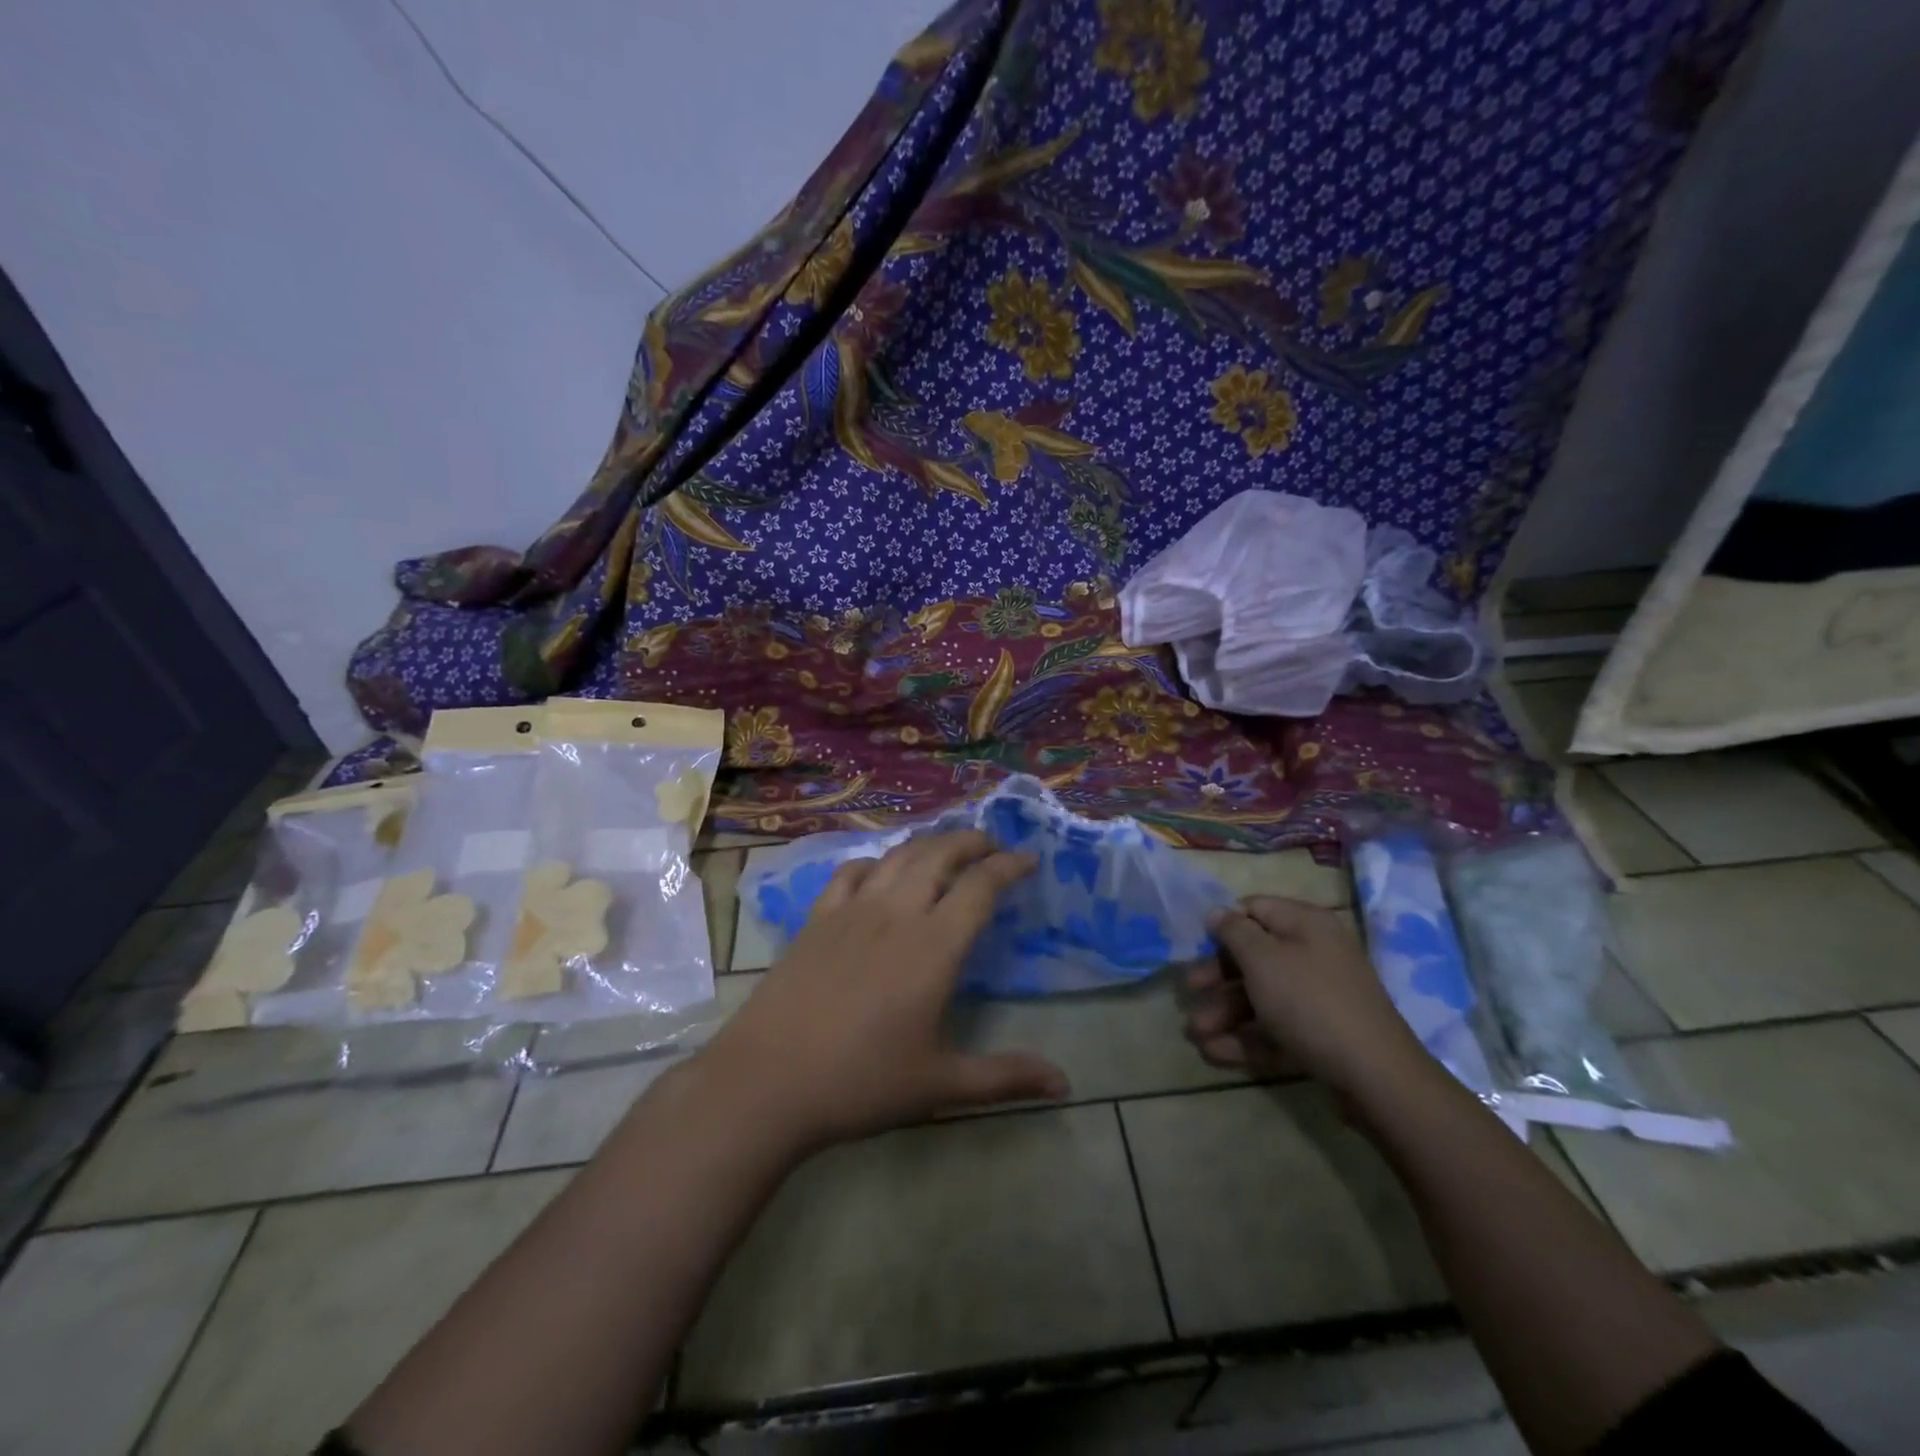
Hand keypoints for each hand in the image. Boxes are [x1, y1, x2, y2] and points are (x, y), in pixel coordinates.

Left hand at [697, 831, 1069, 1150]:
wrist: (768, 1081)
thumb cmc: (861, 1082)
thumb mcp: (940, 1084)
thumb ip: (1005, 1077)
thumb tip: (1064, 1083)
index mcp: (934, 946)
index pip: (980, 886)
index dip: (1009, 866)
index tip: (1029, 859)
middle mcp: (896, 914)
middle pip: (940, 855)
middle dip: (972, 842)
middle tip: (992, 846)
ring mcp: (852, 911)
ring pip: (898, 857)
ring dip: (929, 843)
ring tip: (946, 849)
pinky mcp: (817, 919)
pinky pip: (851, 873)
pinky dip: (875, 862)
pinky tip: (881, 873)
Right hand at [1184, 896, 1430, 1099]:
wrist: (1376, 1076)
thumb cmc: (1310, 1002)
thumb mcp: (1263, 959)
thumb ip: (1234, 932)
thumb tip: (1216, 911)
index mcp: (1305, 924)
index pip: (1255, 909)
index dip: (1223, 924)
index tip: (1195, 944)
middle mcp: (1314, 954)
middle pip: (1254, 956)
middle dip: (1217, 976)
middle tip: (1189, 990)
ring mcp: (1318, 997)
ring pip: (1261, 996)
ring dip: (1224, 1012)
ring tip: (1195, 1034)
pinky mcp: (1320, 1035)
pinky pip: (1275, 1028)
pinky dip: (1245, 1037)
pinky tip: (1214, 1052)